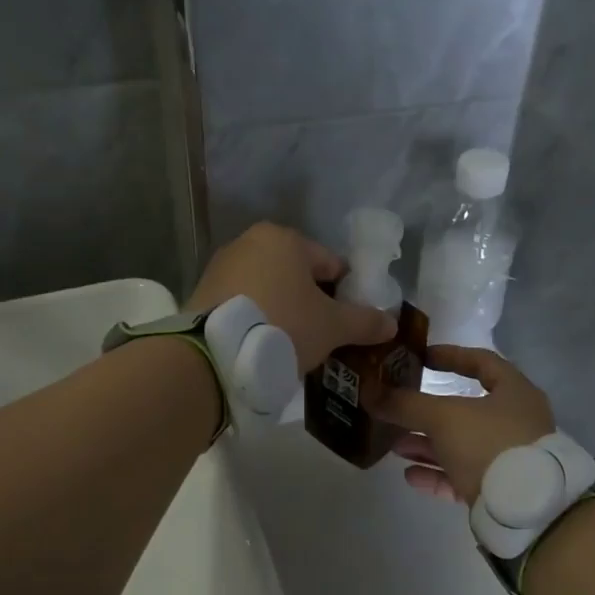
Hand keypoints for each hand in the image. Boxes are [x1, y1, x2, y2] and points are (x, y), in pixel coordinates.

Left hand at [187, 222, 396, 373]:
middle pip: (296, 275)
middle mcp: (249, 242)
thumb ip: (365, 321)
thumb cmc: (284, 326)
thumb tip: (391, 323)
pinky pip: (243, 304)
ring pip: (268, 289)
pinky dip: (257, 319)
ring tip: (292, 345)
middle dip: (311, 303)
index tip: (348, 322)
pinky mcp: (202, 293)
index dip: (345, 293)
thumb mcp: (333, 327)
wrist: (216, 355)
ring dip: (283, 311)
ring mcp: (221, 267)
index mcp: (285, 238)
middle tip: (322, 336)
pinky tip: (263, 345)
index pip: (330, 263)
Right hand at [371, 346, 555, 503]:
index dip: (451, 356)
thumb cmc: (489, 443)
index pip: (482, 362)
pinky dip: (437, 473)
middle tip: (398, 410)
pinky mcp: (500, 490)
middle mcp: (516, 422)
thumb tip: (370, 393)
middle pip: (466, 410)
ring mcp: (509, 458)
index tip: (421, 358)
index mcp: (514, 392)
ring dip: (427, 445)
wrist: (524, 509)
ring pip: (461, 445)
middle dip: (427, 413)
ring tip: (395, 447)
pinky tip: (410, 475)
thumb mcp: (443, 417)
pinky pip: (464, 476)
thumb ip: (406, 404)